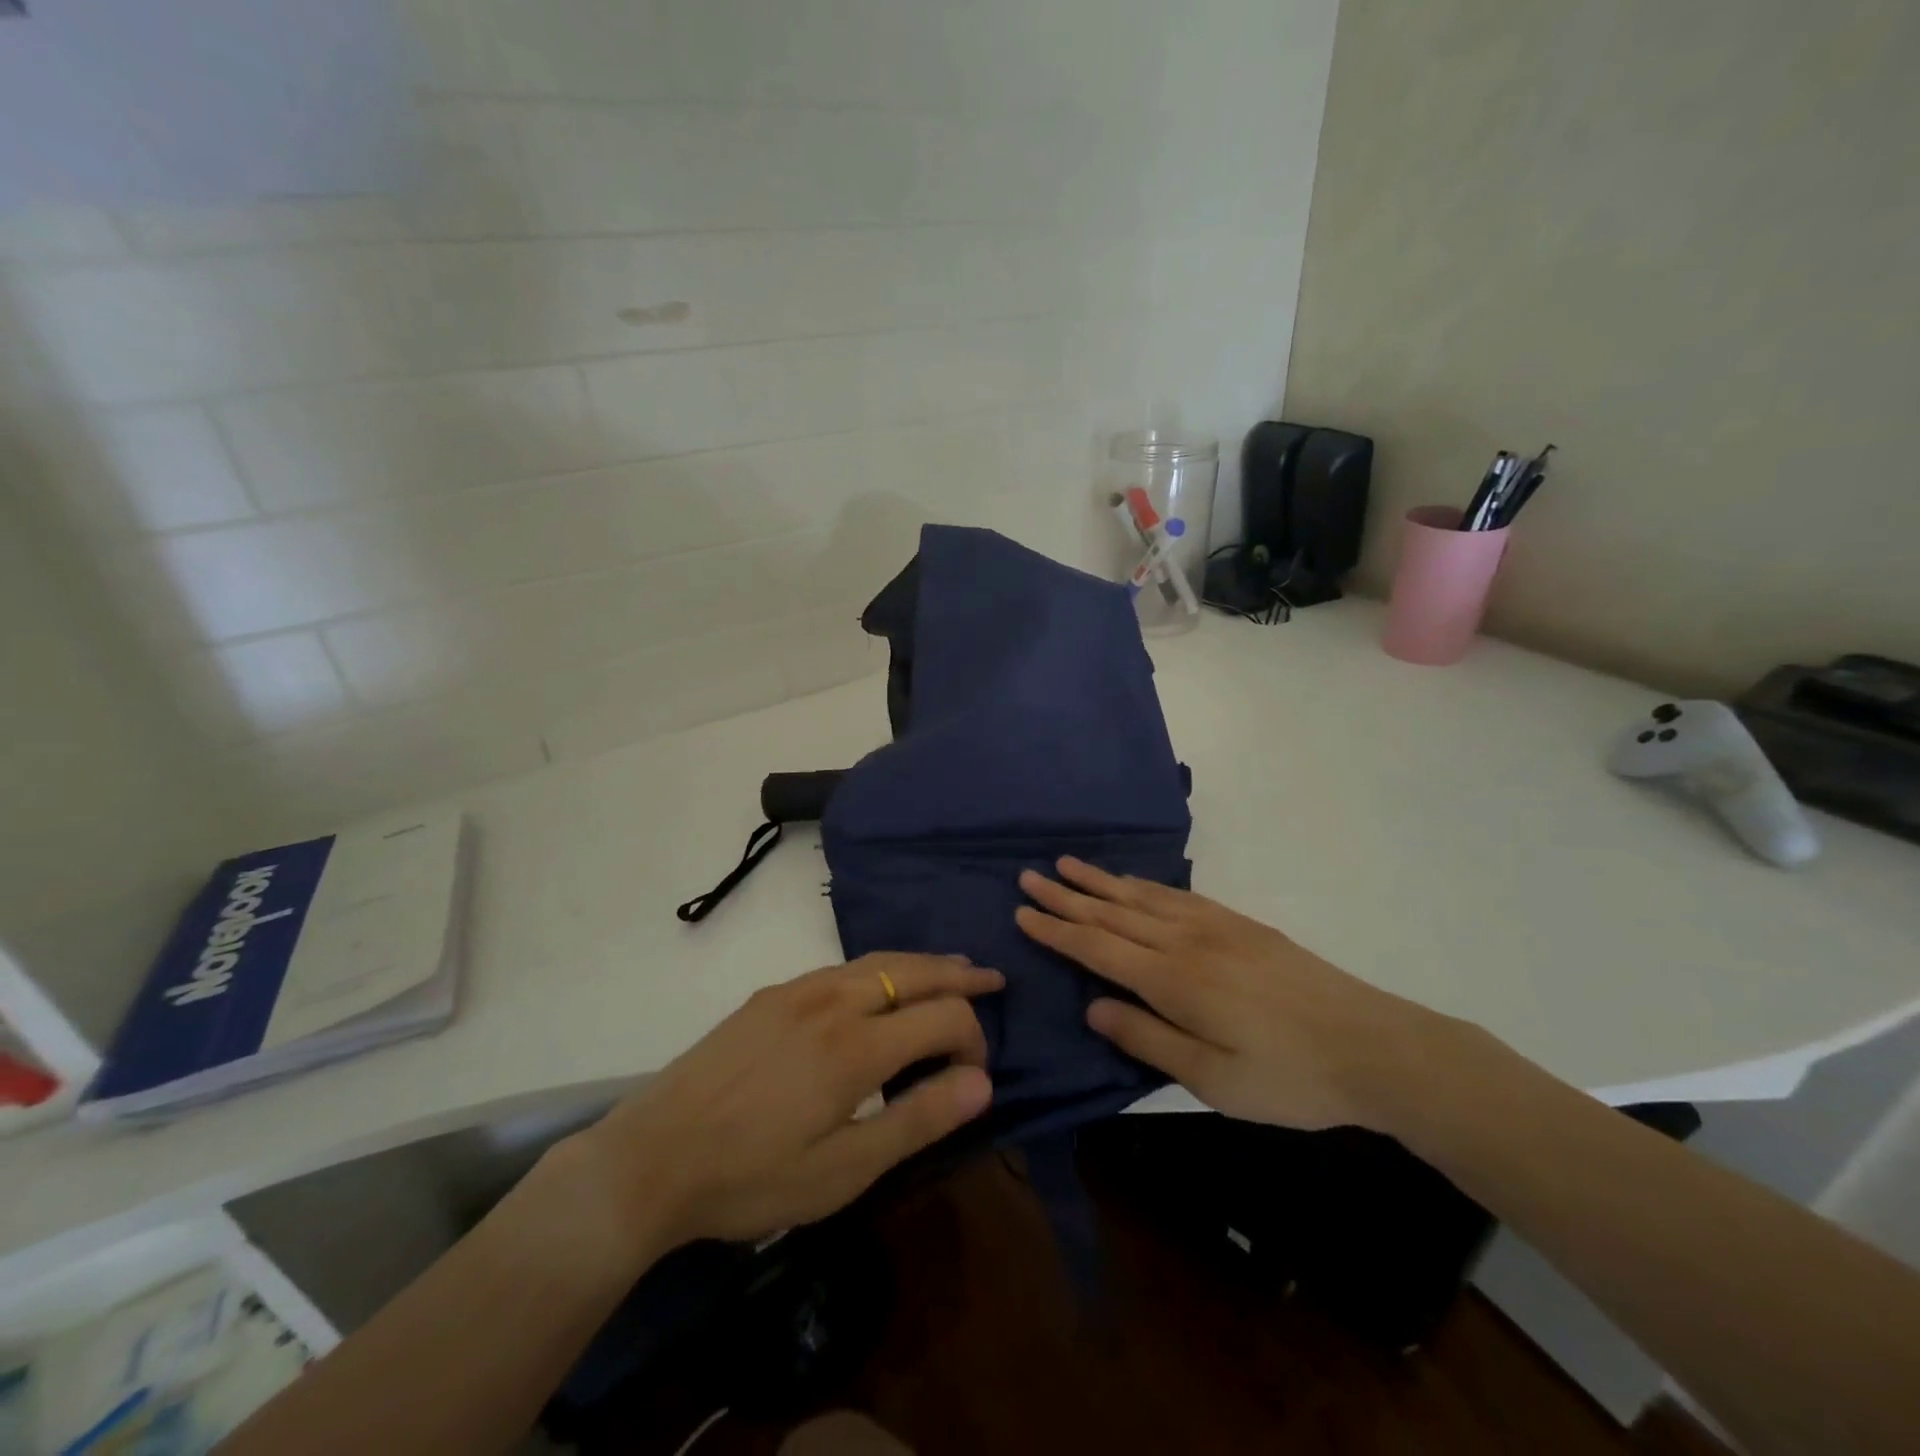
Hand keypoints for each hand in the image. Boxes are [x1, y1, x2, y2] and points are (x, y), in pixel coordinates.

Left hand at [572, 954, 1002, 1250]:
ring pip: (878, 960)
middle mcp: (834, 1001)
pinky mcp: (772, 994)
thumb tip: (982, 1081)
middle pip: (914, 971)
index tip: (974, 1073)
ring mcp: (799, 991)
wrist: (652, 1156)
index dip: (973, 1038)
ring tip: (951, 968)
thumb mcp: (843, 1171)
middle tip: (992, 979)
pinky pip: (843, 967)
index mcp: (857, 1046)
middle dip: (959, 975)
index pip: (943, 1017)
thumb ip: (917, 1121)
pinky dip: (881, 966)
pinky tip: (881, 983)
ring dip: (922, 963)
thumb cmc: (752, 1177)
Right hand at [1016, 858, 1458, 1132]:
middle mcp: (1185, 941)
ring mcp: (1215, 926)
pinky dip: (1143, 884)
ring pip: (1141, 896)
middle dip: (1066, 895)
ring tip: (1066, 864)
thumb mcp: (1213, 1081)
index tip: (1022, 911)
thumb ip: (1147, 1040)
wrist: (1373, 1045)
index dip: (1056, 930)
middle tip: (1029, 874)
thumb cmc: (1289, 1077)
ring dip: (1100, 880)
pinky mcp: (1240, 923)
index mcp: (1173, 980)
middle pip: (1113, 911)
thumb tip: (1092, 1006)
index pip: (1097, 947)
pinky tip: (1132, 881)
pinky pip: (1176, 894)